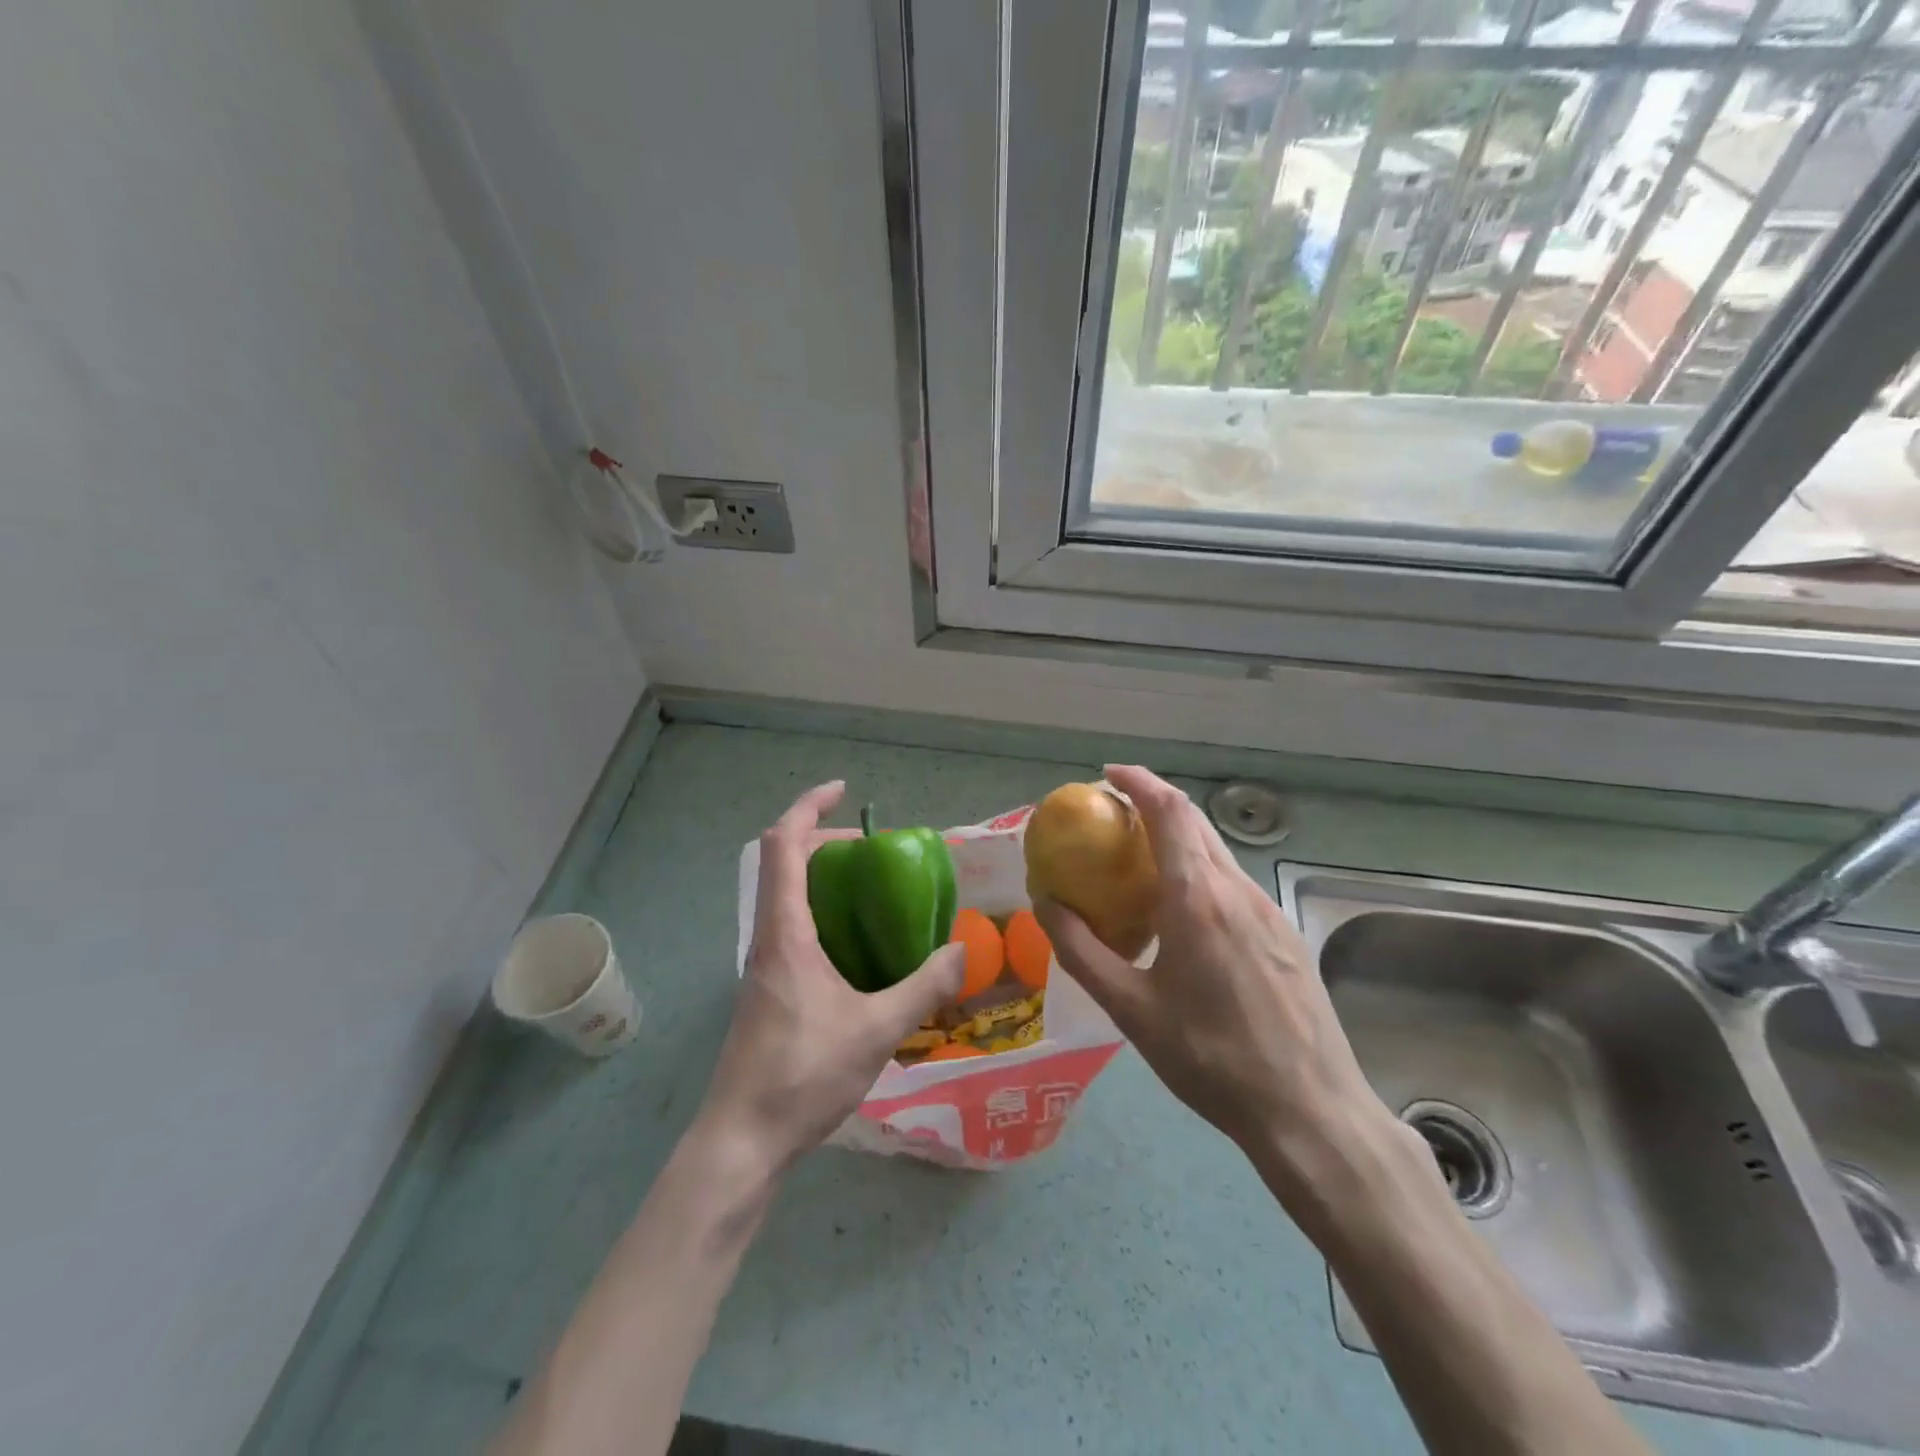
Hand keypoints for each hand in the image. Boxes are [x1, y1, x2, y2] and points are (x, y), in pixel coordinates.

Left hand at [696, 781, 965, 1174]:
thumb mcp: (876, 1030)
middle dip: (826, 843)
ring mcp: (765, 966)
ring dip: (825, 880)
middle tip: (876, 853)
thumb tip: (964, 952)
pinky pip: (795, 930)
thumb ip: (923, 988)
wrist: (741, 1142)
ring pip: (788, 898)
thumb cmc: (802, 1076)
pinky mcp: (769, 991)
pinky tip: (862, 952)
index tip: (844, 792)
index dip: (809, 807)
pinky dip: (825, 915)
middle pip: (785, 864)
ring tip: (875, 894)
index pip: (784, 845)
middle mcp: (768, 939)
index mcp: (785, 933)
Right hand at [1036, 766, 1410, 1199]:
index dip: (1138, 781)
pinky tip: (1183, 916)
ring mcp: (1268, 910)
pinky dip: (1199, 872)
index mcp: (1198, 897)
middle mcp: (1237, 889)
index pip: (1169, 810)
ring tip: (1139, 866)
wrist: (1310, 1110)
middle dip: (1153, 805)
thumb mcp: (1131, 1009)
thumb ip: (1081, 950)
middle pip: (1195, 822)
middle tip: (1112, 819)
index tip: (1107, 775)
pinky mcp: (1284, 933)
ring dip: (1177, 840)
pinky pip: (1233, 883)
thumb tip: (1044, 902)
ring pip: (1217, 852)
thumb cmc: (1211, 1059)